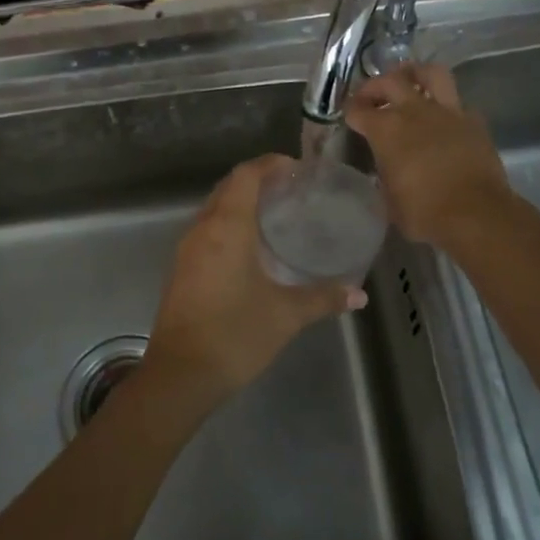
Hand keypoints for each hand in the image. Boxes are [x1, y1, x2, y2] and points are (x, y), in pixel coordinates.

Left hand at [144, 155, 367, 408]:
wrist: (179, 375)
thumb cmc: (234, 336)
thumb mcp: (285, 316)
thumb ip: (323, 298)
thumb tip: (359, 293)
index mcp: (227, 228)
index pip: (246, 176)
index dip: (270, 164)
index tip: (297, 168)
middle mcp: (203, 229)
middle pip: (228, 187)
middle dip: (258, 180)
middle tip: (292, 189)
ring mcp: (187, 249)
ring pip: (214, 208)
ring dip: (241, 201)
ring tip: (276, 212)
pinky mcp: (181, 268)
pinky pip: (207, 229)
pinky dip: (229, 222)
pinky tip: (251, 245)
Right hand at [345, 63, 514, 249]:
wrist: (476, 214)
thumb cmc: (424, 213)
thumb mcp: (389, 200)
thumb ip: (384, 175)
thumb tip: (386, 169)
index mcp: (386, 130)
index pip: (359, 110)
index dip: (350, 111)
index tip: (349, 116)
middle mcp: (414, 111)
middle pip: (390, 81)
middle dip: (375, 86)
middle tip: (371, 96)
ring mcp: (447, 112)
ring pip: (430, 74)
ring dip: (416, 73)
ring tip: (409, 80)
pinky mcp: (473, 122)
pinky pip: (457, 103)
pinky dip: (446, 106)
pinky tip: (443, 117)